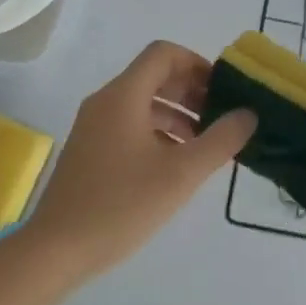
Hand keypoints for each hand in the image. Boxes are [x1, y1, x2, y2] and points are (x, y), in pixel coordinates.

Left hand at [21, 41, 254, 279]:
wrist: (57, 250)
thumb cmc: (121, 205)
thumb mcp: (181, 174)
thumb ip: (221, 140)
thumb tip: (248, 113)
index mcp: (123, 96)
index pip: (163, 54)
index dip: (197, 65)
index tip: (223, 91)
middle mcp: (105, 102)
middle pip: (154, 77)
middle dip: (191, 91)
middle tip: (222, 118)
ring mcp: (93, 127)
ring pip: (142, 104)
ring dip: (177, 114)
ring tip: (206, 144)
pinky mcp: (90, 151)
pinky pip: (129, 125)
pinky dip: (158, 132)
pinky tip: (176, 164)